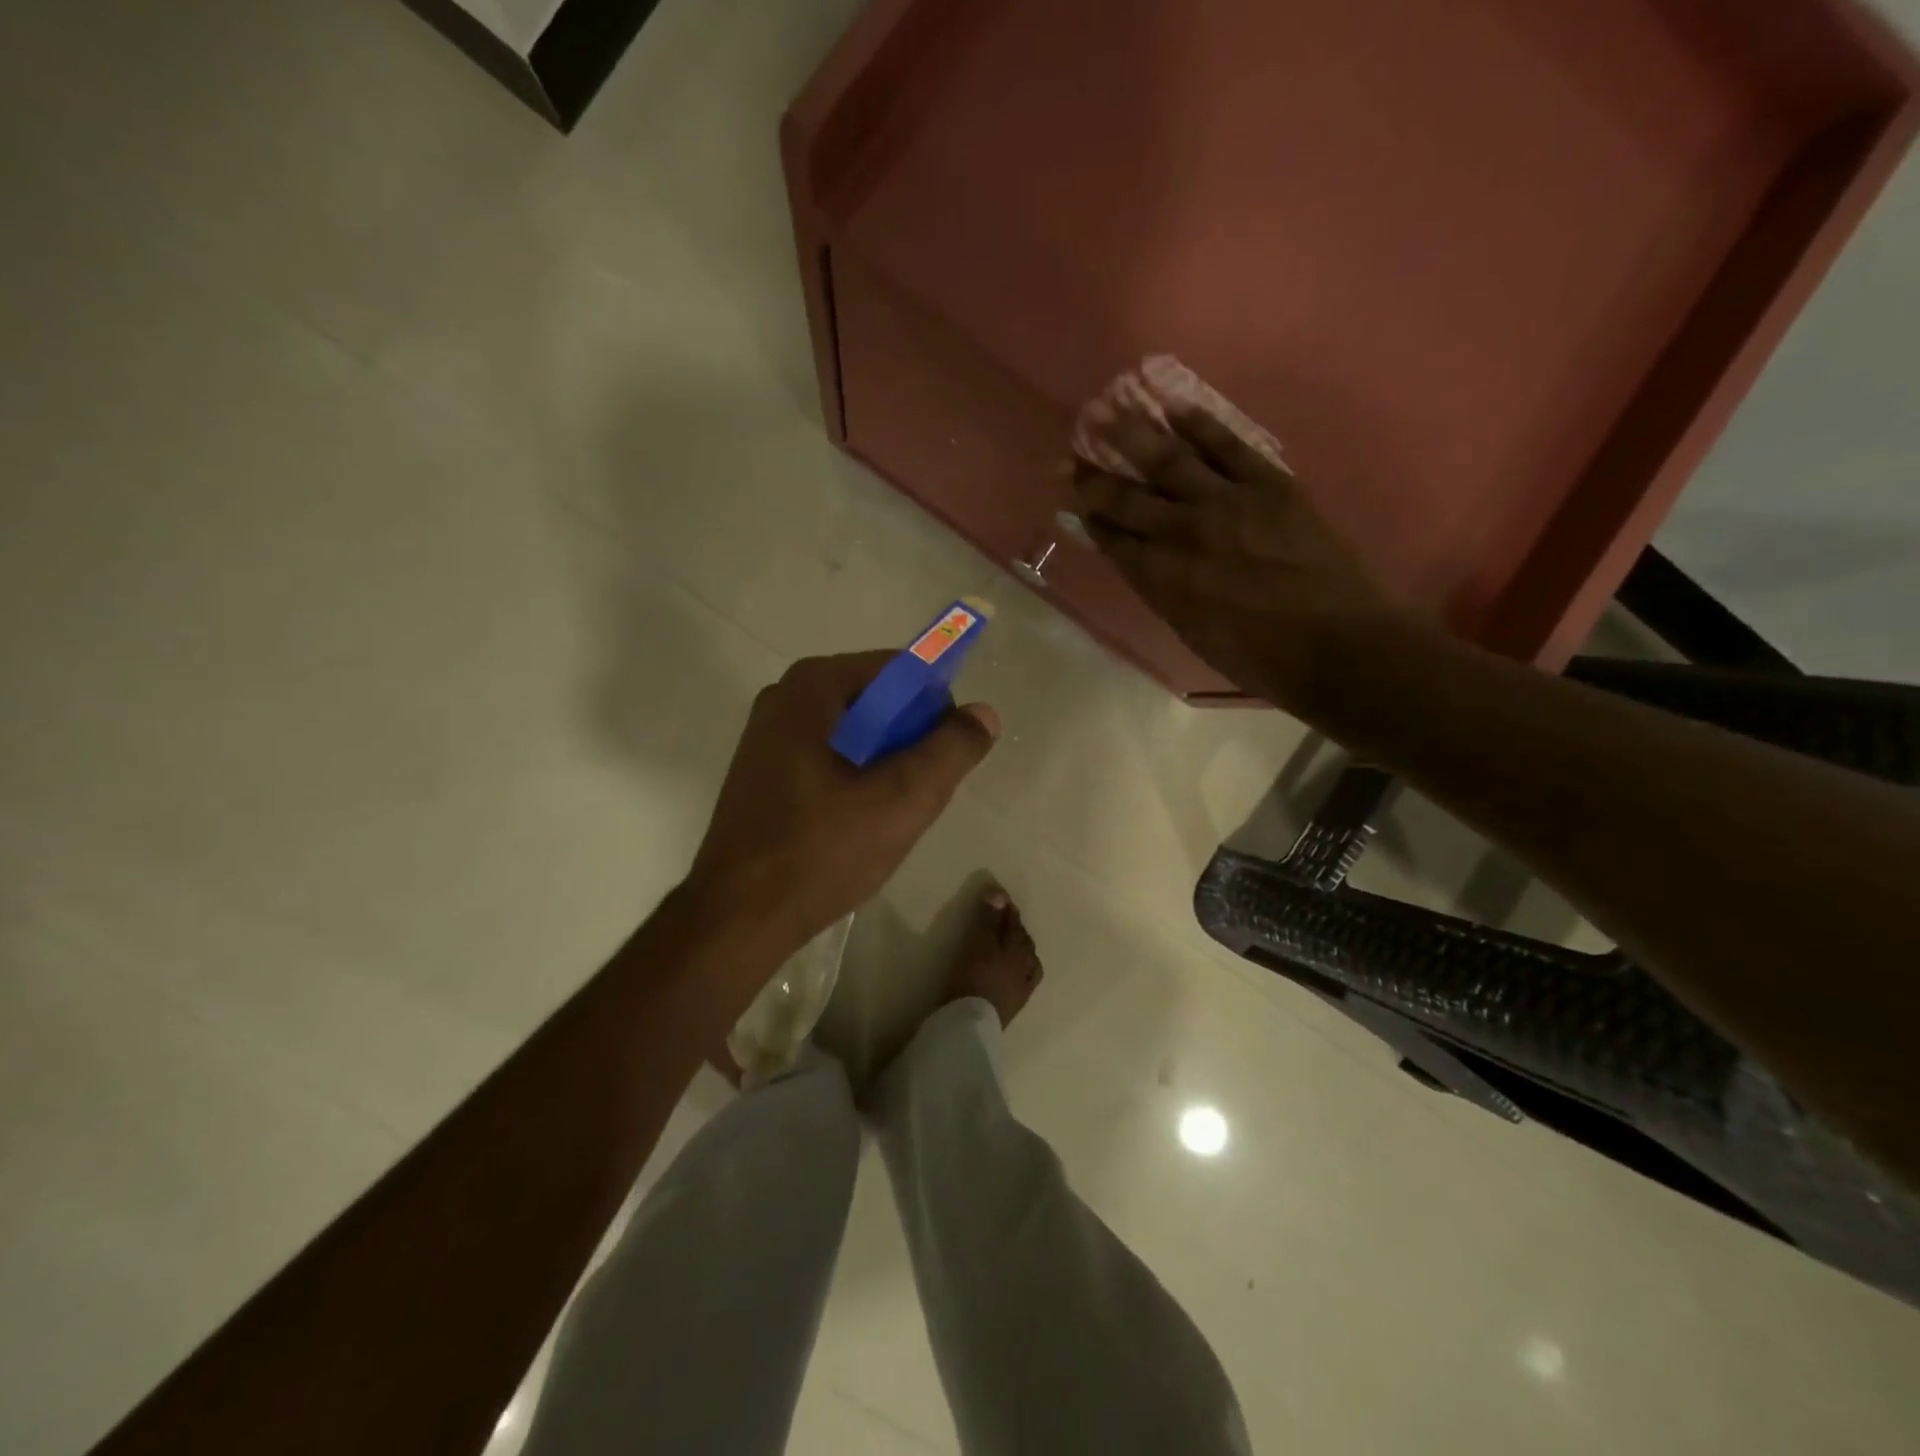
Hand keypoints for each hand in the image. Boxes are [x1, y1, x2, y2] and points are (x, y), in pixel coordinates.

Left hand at [688, 651, 998, 951]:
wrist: (738, 919)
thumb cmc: (821, 851)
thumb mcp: (902, 799)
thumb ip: (951, 750)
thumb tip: (984, 714)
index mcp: (811, 688)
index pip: (898, 670)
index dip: (935, 706)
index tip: (947, 754)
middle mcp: (784, 699)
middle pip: (875, 701)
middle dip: (909, 740)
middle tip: (923, 789)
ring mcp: (768, 738)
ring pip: (854, 734)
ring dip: (885, 764)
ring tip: (895, 811)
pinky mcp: (764, 774)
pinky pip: (829, 758)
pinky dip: (855, 778)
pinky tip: (861, 822)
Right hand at [1071, 403, 1417, 710]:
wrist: (1336, 645)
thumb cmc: (1258, 656)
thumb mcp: (1191, 632)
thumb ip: (1158, 589)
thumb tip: (1134, 557)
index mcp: (1162, 578)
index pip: (1112, 538)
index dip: (1088, 516)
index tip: (1070, 497)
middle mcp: (1184, 533)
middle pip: (1127, 497)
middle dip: (1093, 477)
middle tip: (1069, 454)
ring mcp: (1227, 502)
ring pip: (1168, 459)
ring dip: (1132, 433)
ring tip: (1106, 409)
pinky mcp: (1268, 483)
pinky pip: (1226, 445)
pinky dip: (1197, 423)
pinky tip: (1171, 405)